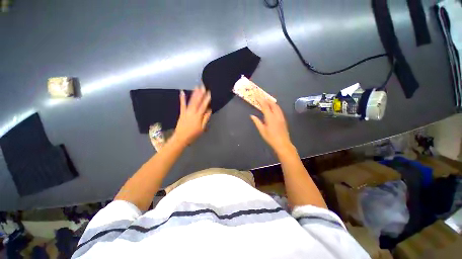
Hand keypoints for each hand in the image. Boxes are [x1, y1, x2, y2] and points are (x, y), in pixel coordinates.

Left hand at [172, 86, 211, 145]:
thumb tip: (209, 110)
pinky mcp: (182, 113)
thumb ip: (206, 118)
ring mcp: (186, 112)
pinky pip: (182, 104)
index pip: (203, 106)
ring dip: (194, 94)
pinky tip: (181, 92)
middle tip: (202, 86)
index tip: (209, 92)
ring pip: (191, 101)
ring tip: (196, 87)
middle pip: (197, 101)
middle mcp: (192, 112)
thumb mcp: (202, 128)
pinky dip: (182, 98)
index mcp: (198, 116)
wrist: (181, 138)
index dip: (206, 99)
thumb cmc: (194, 134)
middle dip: (200, 93)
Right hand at [250, 96, 293, 154]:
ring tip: (266, 101)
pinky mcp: (283, 119)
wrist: (283, 144)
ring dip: (271, 102)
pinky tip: (273, 108)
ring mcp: (281, 117)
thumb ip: (257, 122)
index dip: (261, 100)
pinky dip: (275, 106)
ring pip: (277, 106)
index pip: (265, 106)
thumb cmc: (271, 138)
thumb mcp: (262, 130)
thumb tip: (252, 115)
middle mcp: (276, 115)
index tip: (257, 96)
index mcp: (270, 117)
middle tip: (261, 98)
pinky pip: (279, 110)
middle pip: (272, 104)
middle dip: (267, 99)